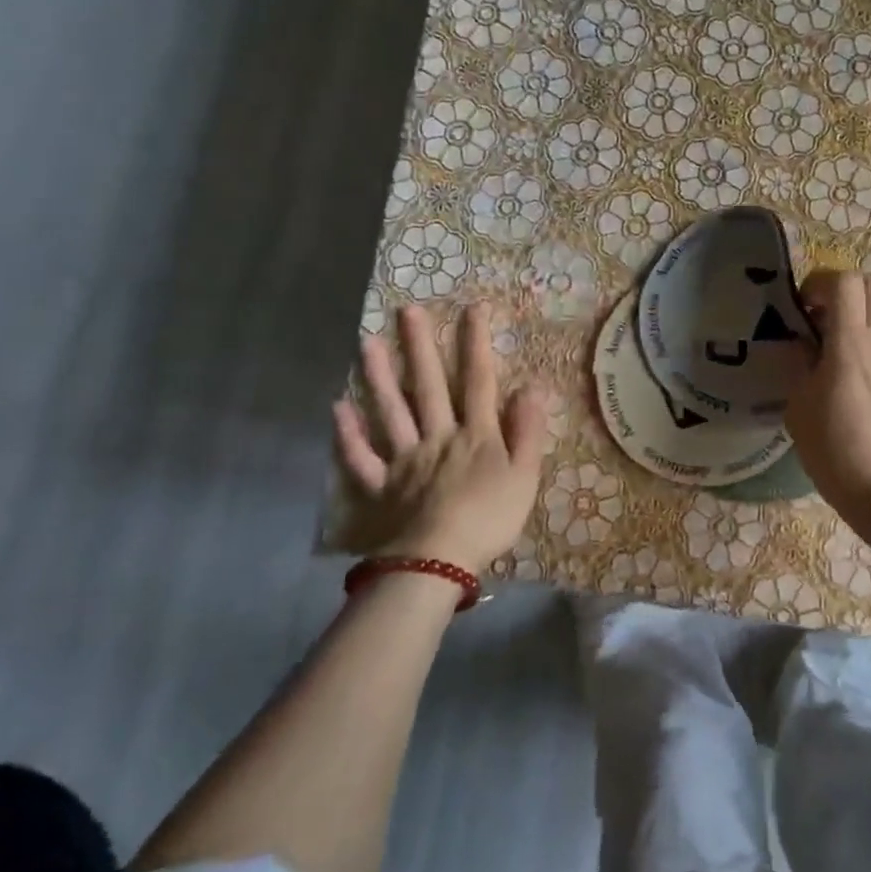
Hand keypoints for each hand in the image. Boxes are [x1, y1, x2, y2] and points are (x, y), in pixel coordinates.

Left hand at [332, 302, 548, 570]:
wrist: (438, 563)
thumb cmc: (489, 519)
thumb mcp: (525, 476)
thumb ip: (528, 431)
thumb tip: (532, 386)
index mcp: (475, 435)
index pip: (478, 381)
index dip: (476, 344)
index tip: (472, 308)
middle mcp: (437, 436)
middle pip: (428, 386)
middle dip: (420, 346)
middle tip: (407, 310)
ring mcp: (405, 460)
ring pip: (390, 412)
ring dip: (379, 376)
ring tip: (367, 342)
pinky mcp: (381, 486)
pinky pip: (361, 459)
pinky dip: (348, 435)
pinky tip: (337, 408)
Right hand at [784, 271, 870, 563]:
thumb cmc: (839, 457)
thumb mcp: (800, 411)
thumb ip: (800, 366)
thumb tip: (803, 343)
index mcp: (852, 344)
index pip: (844, 281)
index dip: (819, 284)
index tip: (803, 309)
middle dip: (847, 290)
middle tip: (826, 319)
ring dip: (868, 312)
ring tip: (847, 344)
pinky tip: (870, 374)